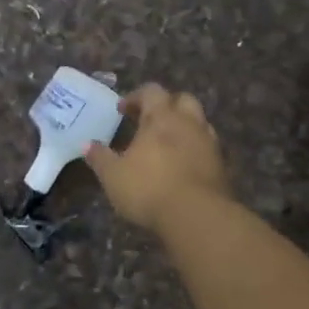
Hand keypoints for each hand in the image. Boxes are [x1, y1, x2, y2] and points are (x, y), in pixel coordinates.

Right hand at [83, 83, 231, 232]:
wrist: (197, 216)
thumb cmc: (149, 188)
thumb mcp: (113, 176)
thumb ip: (100, 158)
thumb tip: (87, 145)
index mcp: (162, 117)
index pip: (151, 91)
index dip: (136, 97)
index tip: (123, 110)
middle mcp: (189, 123)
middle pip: (182, 100)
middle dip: (166, 105)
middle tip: (150, 121)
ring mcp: (209, 143)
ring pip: (199, 122)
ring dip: (184, 127)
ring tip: (167, 144)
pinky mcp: (222, 166)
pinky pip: (207, 147)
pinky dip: (194, 149)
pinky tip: (182, 166)